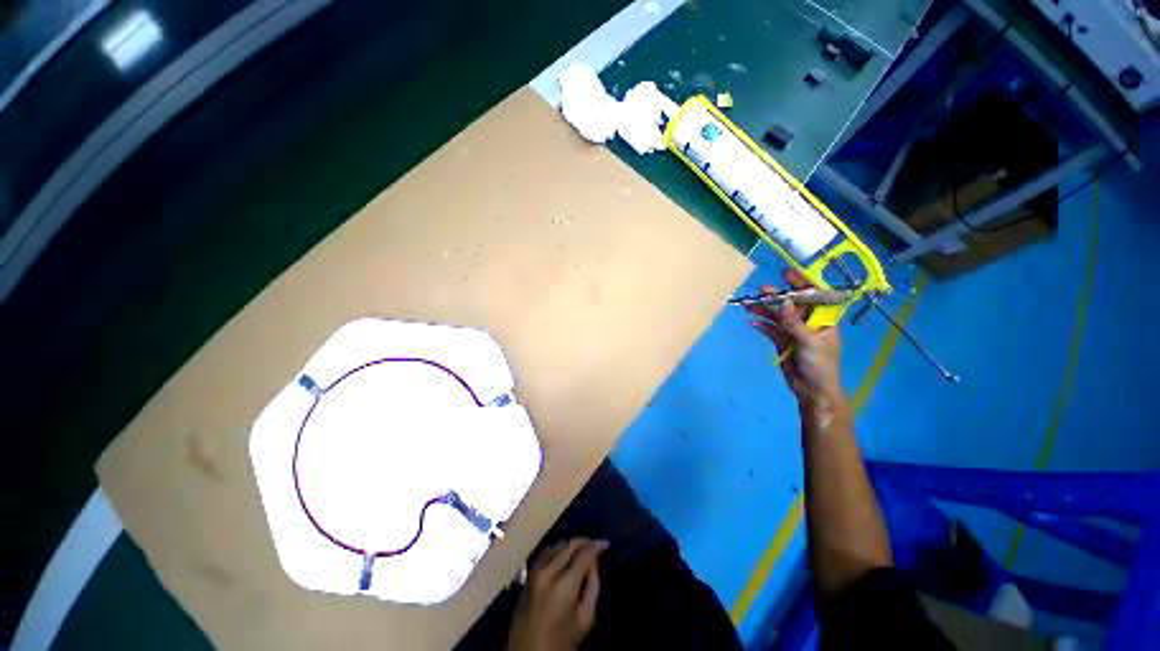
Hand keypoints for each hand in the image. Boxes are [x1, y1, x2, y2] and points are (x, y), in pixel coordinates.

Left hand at [506, 538, 608, 650]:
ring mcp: (535, 571)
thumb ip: (592, 586)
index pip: (583, 554)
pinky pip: (546, 553)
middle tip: (596, 546)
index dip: (597, 545)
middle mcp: (547, 571)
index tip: (606, 544)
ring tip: (583, 551)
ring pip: (557, 545)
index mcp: (563, 585)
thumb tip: (593, 563)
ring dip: (571, 545)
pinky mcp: (528, 575)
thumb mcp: (585, 618)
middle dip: (585, 542)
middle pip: (569, 545)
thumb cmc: (561, 641)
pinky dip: (558, 550)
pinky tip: (565, 556)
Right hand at [746, 269, 844, 412]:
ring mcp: (794, 332)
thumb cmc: (819, 365)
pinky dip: (762, 325)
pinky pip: (771, 329)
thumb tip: (783, 301)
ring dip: (765, 310)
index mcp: (822, 320)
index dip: (801, 284)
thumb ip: (794, 321)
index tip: (786, 274)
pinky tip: (752, 322)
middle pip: (791, 305)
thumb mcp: (809, 342)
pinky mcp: (783, 342)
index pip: (813, 296)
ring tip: (749, 305)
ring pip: (778, 316)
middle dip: (777, 297)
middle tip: (761, 290)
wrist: (812, 390)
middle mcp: (808, 322)